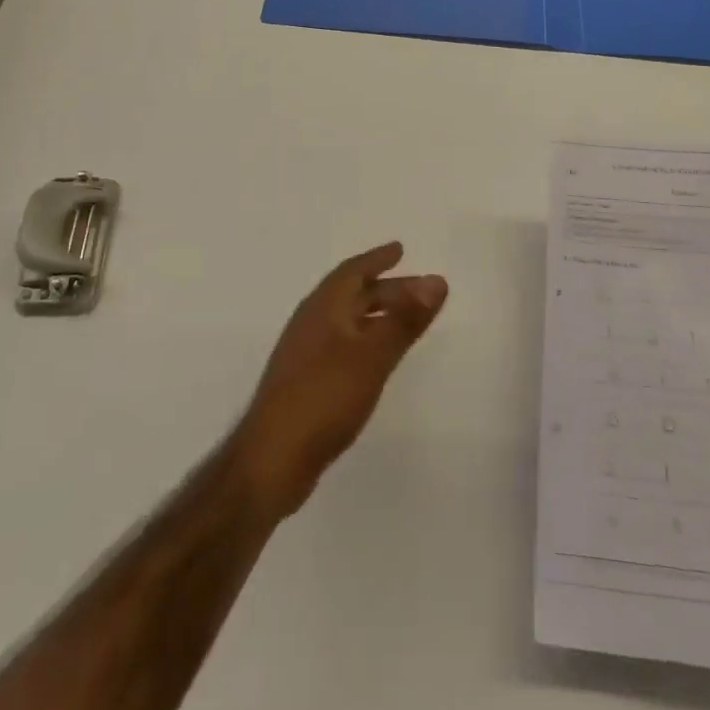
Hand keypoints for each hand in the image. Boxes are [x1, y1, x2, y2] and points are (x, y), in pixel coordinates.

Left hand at [229, 243, 447, 520]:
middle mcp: (312, 323)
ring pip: (347, 320)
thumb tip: (437, 280)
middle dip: (386, 288)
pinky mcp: (306, 382)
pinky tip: (377, 358)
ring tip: (406, 320)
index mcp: (323, 308)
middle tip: (421, 290)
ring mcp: (305, 354)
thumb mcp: (372, 356)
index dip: (377, 259)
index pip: (352, 271)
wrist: (272, 459)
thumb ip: (404, 319)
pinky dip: (365, 338)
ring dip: (377, 314)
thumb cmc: (324, 398)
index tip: (400, 249)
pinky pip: (342, 344)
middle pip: (352, 295)